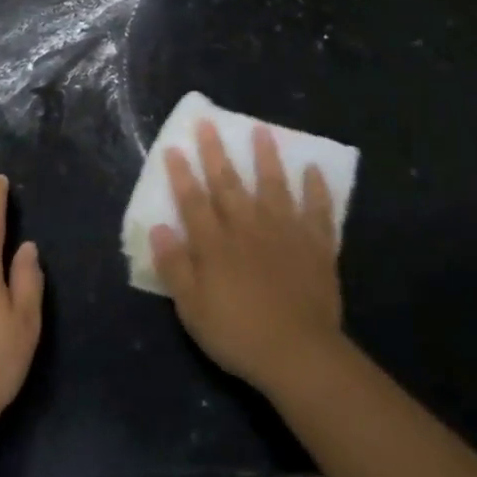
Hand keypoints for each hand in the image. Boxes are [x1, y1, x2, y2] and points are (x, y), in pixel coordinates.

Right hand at [152, 122, 342, 392]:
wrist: (298, 353)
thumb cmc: (238, 333)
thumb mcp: (192, 308)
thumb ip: (175, 266)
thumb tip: (159, 228)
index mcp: (215, 244)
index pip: (193, 201)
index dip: (181, 174)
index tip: (174, 147)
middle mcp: (248, 227)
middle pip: (228, 183)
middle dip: (216, 152)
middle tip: (208, 122)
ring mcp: (285, 231)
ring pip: (273, 185)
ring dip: (266, 156)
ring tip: (262, 130)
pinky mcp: (316, 244)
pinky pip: (317, 209)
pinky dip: (316, 188)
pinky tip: (313, 170)